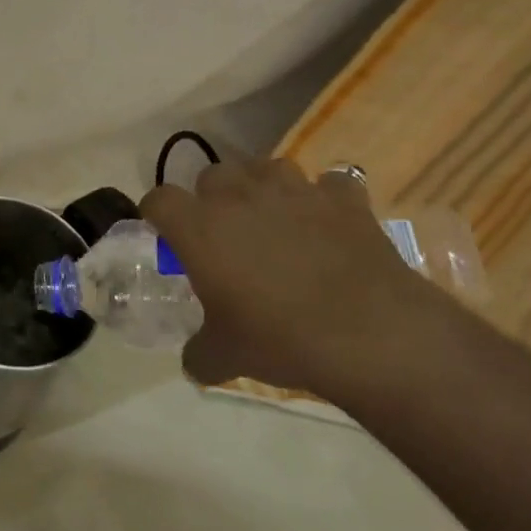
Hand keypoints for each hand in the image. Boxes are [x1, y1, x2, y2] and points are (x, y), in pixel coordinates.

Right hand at [142, 158, 453, 393]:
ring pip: (265, 167)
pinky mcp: (343, 197)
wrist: (372, 334)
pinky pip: (328, 184)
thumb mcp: (226, 357)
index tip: (167, 236)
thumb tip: (194, 363)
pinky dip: (324, 199)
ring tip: (273, 219)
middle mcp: (239, 195)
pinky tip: (329, 223)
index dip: (158, 215)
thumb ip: (199, 353)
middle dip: (212, 198)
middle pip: (211, 175)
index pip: (159, 200)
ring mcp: (294, 190)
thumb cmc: (281, 339)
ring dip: (262, 188)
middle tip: (224, 233)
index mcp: (199, 227)